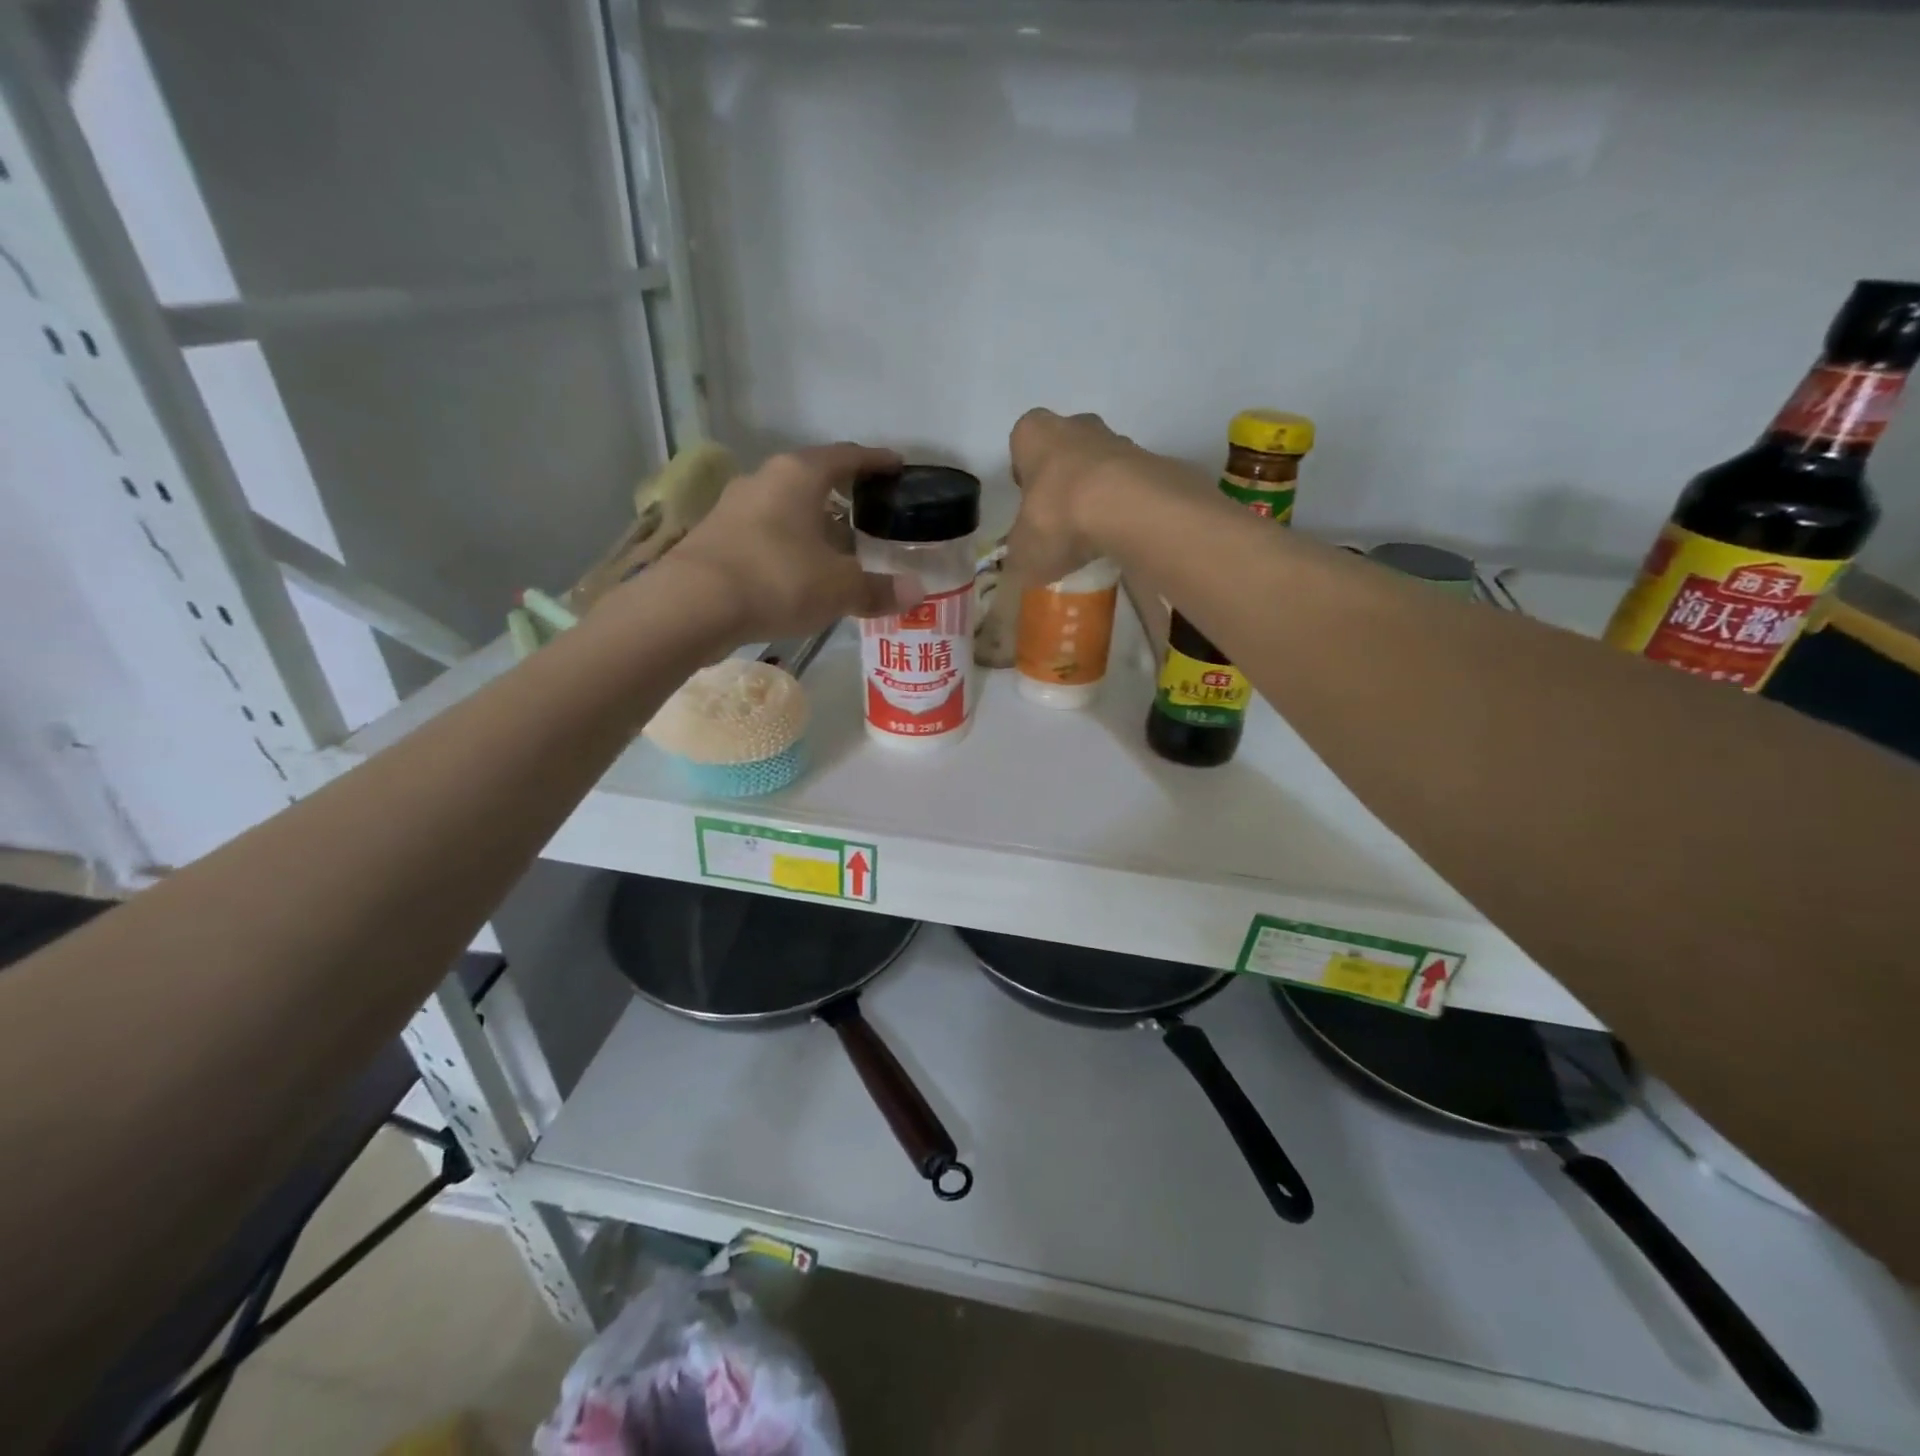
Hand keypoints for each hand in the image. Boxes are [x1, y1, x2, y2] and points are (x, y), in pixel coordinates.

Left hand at [654, 443, 923, 643]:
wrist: (692, 605)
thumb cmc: (777, 580)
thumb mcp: (839, 589)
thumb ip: (878, 589)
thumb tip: (916, 592)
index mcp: (799, 475)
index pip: (847, 456)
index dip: (875, 462)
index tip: (896, 467)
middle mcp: (764, 480)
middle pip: (813, 478)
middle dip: (843, 494)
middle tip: (870, 512)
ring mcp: (734, 507)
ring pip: (786, 506)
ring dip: (813, 522)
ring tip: (838, 546)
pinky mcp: (715, 536)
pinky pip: (765, 531)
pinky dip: (788, 544)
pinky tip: (800, 570)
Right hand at [1003, 409, 1145, 590]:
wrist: (1127, 509)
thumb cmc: (1058, 517)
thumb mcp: (1023, 553)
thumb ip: (1019, 560)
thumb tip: (1021, 572)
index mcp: (1033, 435)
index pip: (1021, 446)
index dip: (1024, 476)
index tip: (1029, 505)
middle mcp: (1075, 426)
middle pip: (1065, 452)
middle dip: (1062, 482)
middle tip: (1059, 522)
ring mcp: (1118, 440)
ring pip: (1100, 467)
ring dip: (1096, 495)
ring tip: (1093, 538)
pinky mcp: (1151, 463)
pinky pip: (1130, 487)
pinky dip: (1125, 508)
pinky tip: (1120, 538)